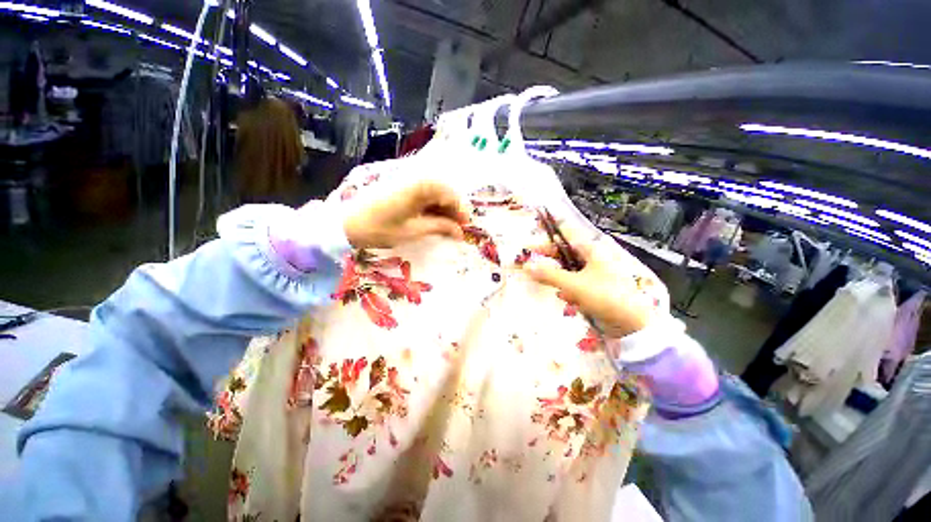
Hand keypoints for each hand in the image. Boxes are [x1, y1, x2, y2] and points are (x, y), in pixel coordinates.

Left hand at [343, 181, 470, 248]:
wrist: (347, 224)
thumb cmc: (380, 228)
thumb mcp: (413, 230)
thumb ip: (439, 227)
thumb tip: (460, 231)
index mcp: (421, 185)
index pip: (451, 194)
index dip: (461, 212)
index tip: (465, 229)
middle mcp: (417, 177)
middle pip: (444, 190)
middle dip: (452, 209)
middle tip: (455, 230)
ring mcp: (407, 180)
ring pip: (434, 191)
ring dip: (441, 208)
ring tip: (443, 227)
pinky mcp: (399, 185)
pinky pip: (422, 191)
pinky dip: (429, 204)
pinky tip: (429, 219)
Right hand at [523, 223, 666, 338]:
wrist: (631, 321)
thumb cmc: (605, 296)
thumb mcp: (574, 285)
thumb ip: (550, 275)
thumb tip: (527, 265)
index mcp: (592, 249)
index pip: (566, 234)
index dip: (547, 236)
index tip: (529, 244)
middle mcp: (596, 257)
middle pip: (567, 254)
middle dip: (550, 261)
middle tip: (531, 268)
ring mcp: (599, 274)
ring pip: (572, 271)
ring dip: (561, 279)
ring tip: (553, 288)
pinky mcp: (600, 290)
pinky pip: (580, 285)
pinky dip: (572, 291)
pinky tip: (571, 301)